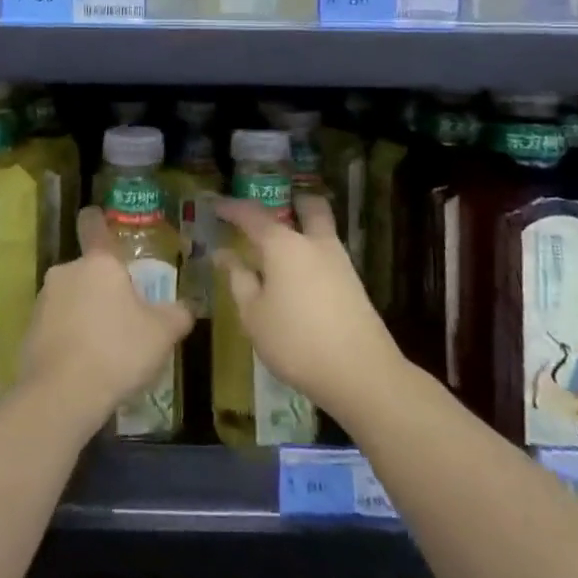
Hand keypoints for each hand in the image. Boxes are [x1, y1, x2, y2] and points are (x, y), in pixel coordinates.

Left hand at [19, 206, 193, 436]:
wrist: (61, 395)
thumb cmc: (117, 351)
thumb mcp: (162, 334)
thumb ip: (177, 314)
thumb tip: (188, 306)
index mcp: (99, 263)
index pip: (95, 227)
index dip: (97, 219)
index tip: (97, 215)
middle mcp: (66, 272)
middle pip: (87, 271)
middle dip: (102, 288)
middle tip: (124, 315)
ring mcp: (43, 302)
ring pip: (71, 299)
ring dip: (85, 313)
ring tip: (106, 347)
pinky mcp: (29, 331)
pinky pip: (56, 326)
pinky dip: (69, 337)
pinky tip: (84, 364)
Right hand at [214, 191, 406, 419]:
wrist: (361, 373)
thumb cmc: (296, 341)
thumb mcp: (254, 315)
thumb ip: (239, 280)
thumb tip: (224, 255)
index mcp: (284, 245)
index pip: (252, 215)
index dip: (232, 208)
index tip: (216, 206)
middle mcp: (314, 243)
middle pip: (309, 207)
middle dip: (291, 203)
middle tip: (271, 213)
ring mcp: (339, 262)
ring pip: (322, 230)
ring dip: (304, 229)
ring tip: (279, 250)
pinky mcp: (354, 285)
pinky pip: (328, 256)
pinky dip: (311, 256)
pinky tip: (298, 279)